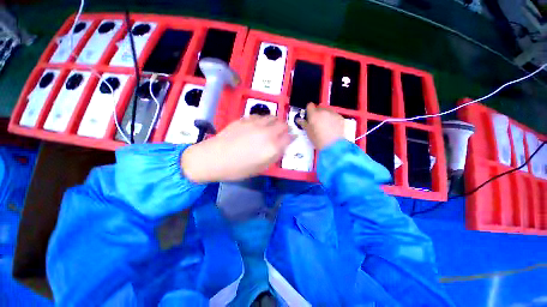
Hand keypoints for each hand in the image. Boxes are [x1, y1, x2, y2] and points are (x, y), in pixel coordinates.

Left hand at [181, 116, 293, 182]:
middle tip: (284, 132)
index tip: (292, 138)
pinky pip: (260, 116)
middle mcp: (267, 133)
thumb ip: (274, 156)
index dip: (292, 137)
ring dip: (276, 121)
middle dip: (286, 128)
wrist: (213, 158)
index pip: (289, 138)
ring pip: (273, 117)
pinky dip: (264, 119)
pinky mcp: (245, 119)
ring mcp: (255, 124)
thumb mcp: (260, 168)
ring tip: (274, 126)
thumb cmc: (238, 169)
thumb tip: (282, 147)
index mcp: (272, 147)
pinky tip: (260, 124)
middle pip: (283, 125)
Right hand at [297, 103, 344, 150]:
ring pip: (327, 110)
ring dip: (325, 115)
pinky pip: (334, 115)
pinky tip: (332, 127)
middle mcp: (323, 111)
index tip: (309, 115)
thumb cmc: (318, 139)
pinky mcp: (340, 117)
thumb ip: (304, 124)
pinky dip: (333, 119)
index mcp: (313, 114)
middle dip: (317, 113)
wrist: (333, 145)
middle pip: (319, 108)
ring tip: (325, 125)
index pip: (310, 105)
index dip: (309, 110)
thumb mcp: (308, 132)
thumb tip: (299, 120)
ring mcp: (333, 113)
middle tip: (317, 122)